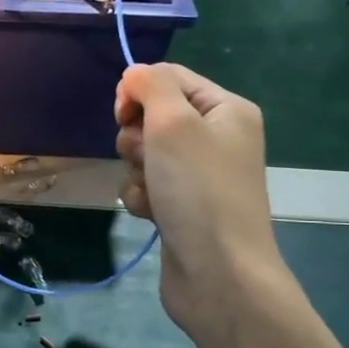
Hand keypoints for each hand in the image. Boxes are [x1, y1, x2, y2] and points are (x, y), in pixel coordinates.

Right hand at [114, 63, 289, 346]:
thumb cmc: (198, 190)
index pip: (171, 77)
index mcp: (226, 110)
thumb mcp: (174, 123)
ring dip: (137, 171)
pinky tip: (152, 214)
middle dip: (137, 137)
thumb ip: (151, 86)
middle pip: (153, 116)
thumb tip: (135, 73)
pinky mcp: (182, 206)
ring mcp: (199, 175)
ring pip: (145, 154)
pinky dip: (142, 197)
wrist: (219, 273)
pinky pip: (146, 186)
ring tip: (153, 192)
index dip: (140, 90)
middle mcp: (216, 138)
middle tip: (147, 157)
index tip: (122, 114)